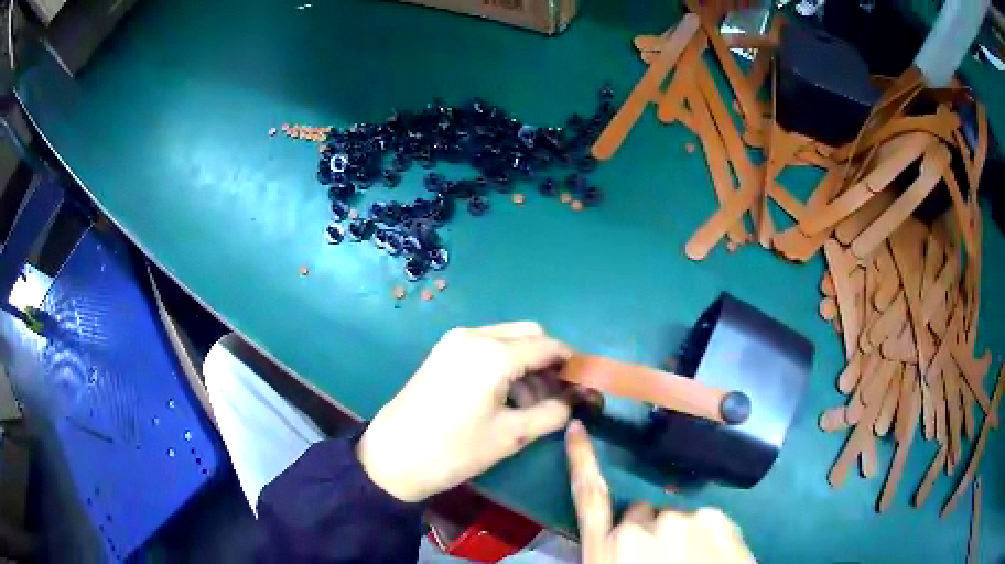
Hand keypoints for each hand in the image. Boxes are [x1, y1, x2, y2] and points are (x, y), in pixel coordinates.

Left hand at [357, 322, 573, 501]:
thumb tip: (576, 402)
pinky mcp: (442, 352)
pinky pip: (485, 347)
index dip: (572, 363)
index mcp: (494, 353)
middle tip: (558, 394)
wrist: (393, 457)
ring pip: (506, 339)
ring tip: (533, 402)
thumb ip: (552, 413)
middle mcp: (474, 336)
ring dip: (527, 363)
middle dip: (549, 360)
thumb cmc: (455, 450)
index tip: (585, 384)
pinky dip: (504, 363)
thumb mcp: (511, 435)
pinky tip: (505, 394)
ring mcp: (454, 342)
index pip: (548, 346)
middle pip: (528, 334)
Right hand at [566, 420, 755, 562]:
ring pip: (676, 516)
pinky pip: (706, 518)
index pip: (589, 497)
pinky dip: (706, 532)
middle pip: (641, 513)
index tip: (578, 426)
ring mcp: (682, 520)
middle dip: (647, 527)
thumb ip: (609, 552)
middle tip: (660, 556)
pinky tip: (712, 553)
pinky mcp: (717, 519)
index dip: (581, 460)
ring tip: (690, 558)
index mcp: (607, 548)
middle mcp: (641, 528)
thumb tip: (616, 538)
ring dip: (679, 531)